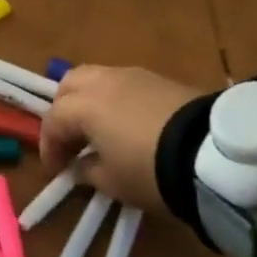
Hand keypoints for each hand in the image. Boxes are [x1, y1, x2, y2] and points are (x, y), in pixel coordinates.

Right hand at [40, 65, 204, 211]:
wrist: (206, 151)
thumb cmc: (149, 170)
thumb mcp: (113, 182)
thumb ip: (88, 171)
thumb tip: (79, 165)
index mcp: (85, 105)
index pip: (54, 119)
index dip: (49, 146)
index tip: (56, 170)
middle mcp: (102, 81)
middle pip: (70, 84)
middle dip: (64, 111)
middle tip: (71, 140)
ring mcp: (131, 74)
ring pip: (96, 77)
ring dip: (89, 101)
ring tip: (98, 130)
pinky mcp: (156, 77)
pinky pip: (122, 82)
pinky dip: (113, 99)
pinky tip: (125, 122)